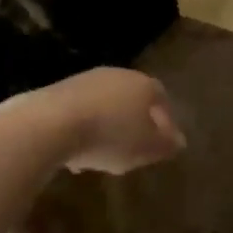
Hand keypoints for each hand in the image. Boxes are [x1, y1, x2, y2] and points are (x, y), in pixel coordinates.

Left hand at [25, 68, 186, 173]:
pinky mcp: (62, 90)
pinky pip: (82, 111)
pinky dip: (85, 129)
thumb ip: (165, 144)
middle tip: (135, 149)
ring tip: (104, 157)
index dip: (165, 119)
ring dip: (108, 128)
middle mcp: (117, 74)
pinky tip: (78, 155)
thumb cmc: (110, 135)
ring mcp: (88, 79)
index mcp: (143, 84)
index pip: (161, 97)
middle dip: (135, 123)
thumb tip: (179, 140)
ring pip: (106, 105)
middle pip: (132, 98)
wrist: (53, 122)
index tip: (165, 142)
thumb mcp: (146, 148)